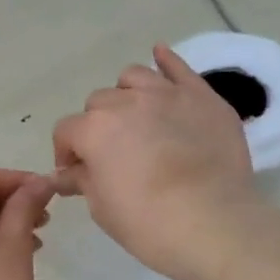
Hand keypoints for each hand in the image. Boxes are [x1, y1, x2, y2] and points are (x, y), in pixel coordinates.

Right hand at [52, 45, 259, 279]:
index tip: (76, 175)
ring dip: (125, 95)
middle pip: (99, 103)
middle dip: (97, 127)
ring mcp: (167, 94)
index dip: (67, 154)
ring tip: (134, 118)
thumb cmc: (148, 224)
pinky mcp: (202, 97)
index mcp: (94, 129)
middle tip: (110, 155)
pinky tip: (160, 56)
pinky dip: (165, 61)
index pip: (66, 131)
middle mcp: (126, 101)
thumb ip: (82, 181)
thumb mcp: (103, 208)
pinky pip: (178, 67)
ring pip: (133, 78)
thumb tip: (65, 173)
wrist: (213, 223)